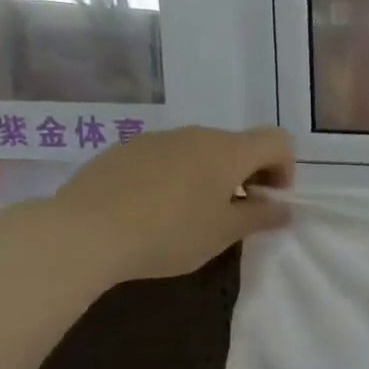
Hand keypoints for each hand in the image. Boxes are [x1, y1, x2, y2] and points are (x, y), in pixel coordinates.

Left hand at [49, 125, 293, 280]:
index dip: (284, 168)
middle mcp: (196, 135)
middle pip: (237, 145)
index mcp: (228, 151)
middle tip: (236, 213)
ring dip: (210, 176)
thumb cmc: (170, 233)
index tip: (270, 200)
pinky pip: (165, 158)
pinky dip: (176, 177)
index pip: (276, 141)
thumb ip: (260, 217)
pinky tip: (155, 210)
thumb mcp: (224, 233)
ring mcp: (156, 139)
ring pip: (199, 151)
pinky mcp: (123, 151)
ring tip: (192, 214)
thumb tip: (285, 209)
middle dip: (248, 175)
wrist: (83, 232)